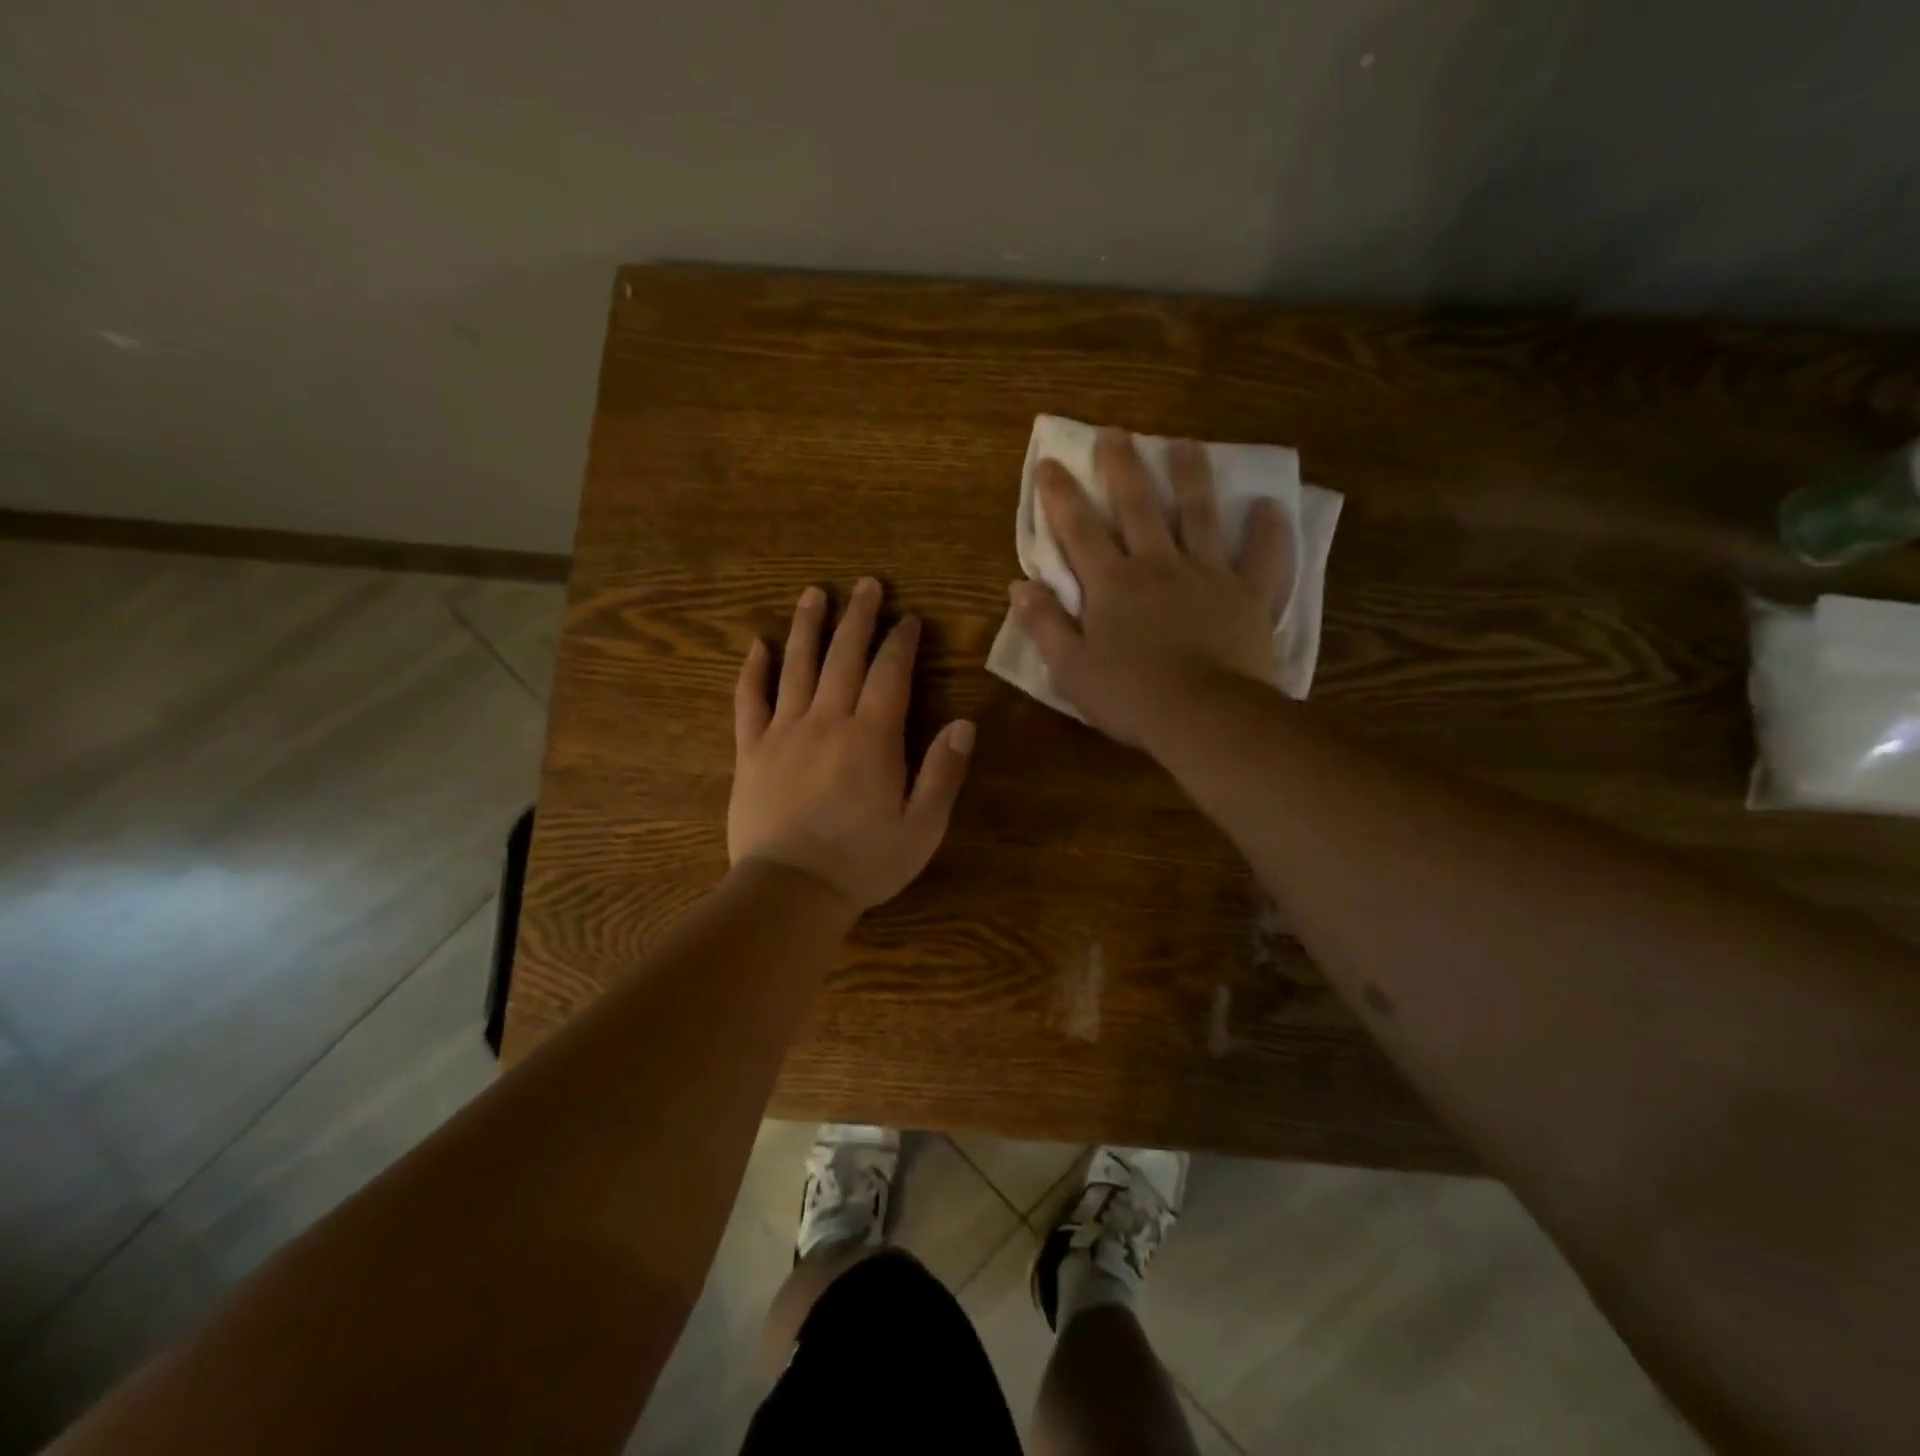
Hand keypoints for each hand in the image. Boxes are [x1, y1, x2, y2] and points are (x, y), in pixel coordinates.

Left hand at [729, 578, 973, 912]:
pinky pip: (749, 701)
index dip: (901, 642)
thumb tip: (964, 723)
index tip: (909, 619)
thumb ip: (943, 772)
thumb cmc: (864, 862)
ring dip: (807, 627)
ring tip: (814, 593)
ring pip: (797, 666)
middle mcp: (827, 721)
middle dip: (859, 617)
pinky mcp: (751, 751)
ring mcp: (784, 732)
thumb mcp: (922, 827)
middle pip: (844, 656)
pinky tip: (758, 646)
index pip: (890, 674)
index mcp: (871, 737)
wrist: (791, 891)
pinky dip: (753, 671)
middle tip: (867, 585)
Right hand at [1011, 430, 1292, 746]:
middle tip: (1116, 432)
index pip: (1079, 530)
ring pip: (1200, 515)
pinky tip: (1270, 504)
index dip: (1061, 495)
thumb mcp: (1071, 669)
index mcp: (1112, 584)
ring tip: (1184, 444)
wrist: (1203, 716)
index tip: (1050, 461)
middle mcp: (1158, 565)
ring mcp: (1208, 575)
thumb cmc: (1130, 696)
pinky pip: (1263, 558)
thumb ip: (1045, 625)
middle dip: (1122, 467)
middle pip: (1138, 506)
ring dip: (1190, 477)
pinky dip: (1267, 531)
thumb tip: (1019, 586)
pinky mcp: (1249, 596)